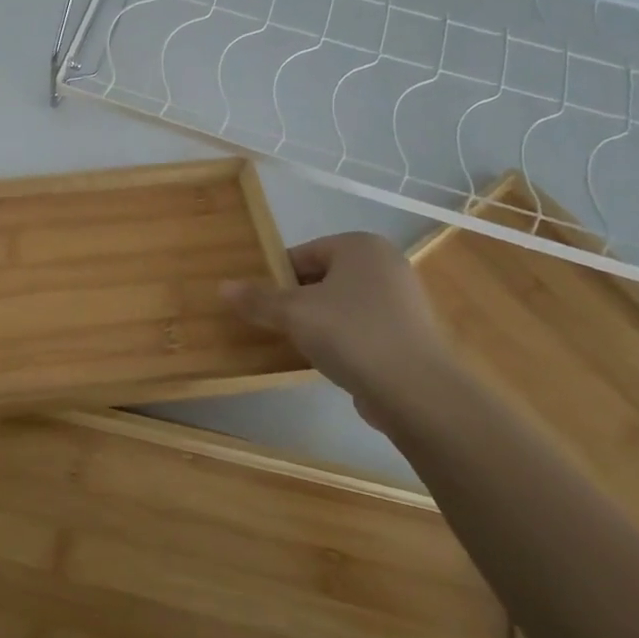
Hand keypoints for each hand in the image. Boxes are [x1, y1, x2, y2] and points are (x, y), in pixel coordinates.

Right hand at [222, 233, 453, 430]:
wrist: (417, 392)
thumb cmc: (351, 334)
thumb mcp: (293, 313)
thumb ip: (257, 299)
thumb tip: (222, 287)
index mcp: (360, 246)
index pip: (304, 254)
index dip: (277, 278)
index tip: (262, 303)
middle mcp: (386, 264)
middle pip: (323, 277)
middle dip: (298, 300)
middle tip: (276, 325)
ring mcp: (404, 300)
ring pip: (343, 304)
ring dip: (320, 322)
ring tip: (299, 346)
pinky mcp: (411, 334)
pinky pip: (363, 328)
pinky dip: (344, 340)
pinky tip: (330, 362)